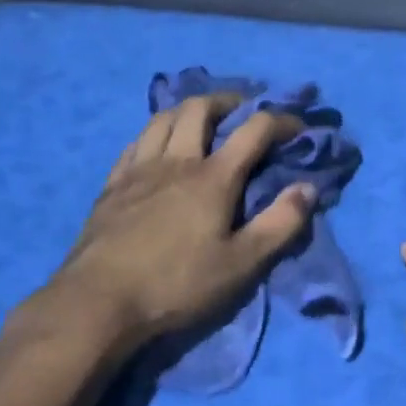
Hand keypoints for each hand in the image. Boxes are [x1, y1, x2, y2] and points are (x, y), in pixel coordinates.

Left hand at [11, 95, 316, 367]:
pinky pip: (135, 143)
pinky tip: (157, 148)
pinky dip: (155, 134)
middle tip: (243, 112)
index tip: (299, 127)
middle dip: (228, 101)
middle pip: (200, 108)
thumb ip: (280, 224)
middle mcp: (176, 161)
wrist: (98, 303)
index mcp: (213, 177)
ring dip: (189, 111)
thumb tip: (308, 188)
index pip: (254, 130)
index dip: (282, 121)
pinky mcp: (112, 186)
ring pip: (163, 118)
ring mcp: (139, 170)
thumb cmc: (177, 284)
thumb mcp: (241, 264)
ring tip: (202, 121)